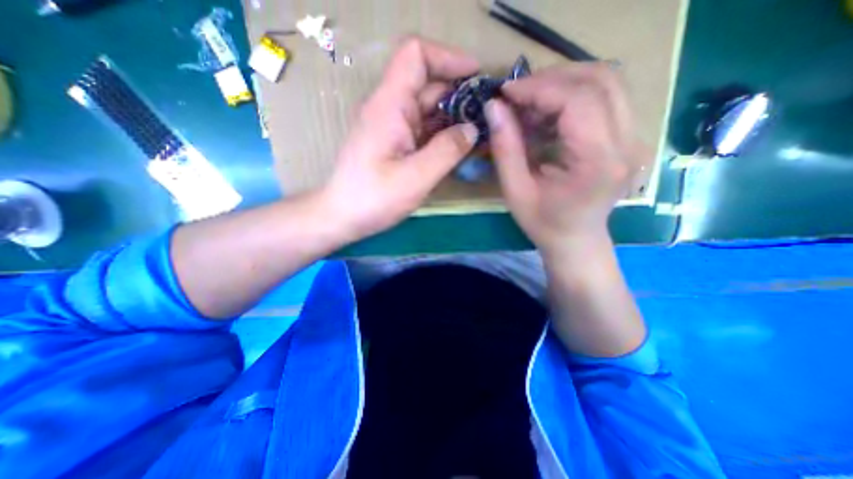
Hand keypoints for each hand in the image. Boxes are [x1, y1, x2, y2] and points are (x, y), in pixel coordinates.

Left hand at [320, 36, 477, 240]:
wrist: (343, 216)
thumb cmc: (373, 198)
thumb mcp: (415, 178)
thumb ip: (446, 151)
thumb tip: (472, 129)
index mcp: (390, 107)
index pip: (416, 56)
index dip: (448, 57)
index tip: (476, 76)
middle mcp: (391, 109)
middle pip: (428, 84)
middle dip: (460, 93)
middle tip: (488, 114)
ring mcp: (393, 127)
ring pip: (428, 109)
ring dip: (455, 116)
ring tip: (481, 131)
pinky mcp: (396, 143)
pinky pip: (424, 129)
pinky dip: (444, 133)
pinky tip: (460, 146)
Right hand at [487, 64, 646, 252]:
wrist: (576, 239)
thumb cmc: (543, 223)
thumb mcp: (515, 191)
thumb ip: (505, 148)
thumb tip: (493, 106)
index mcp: (599, 162)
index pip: (578, 101)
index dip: (539, 88)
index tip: (506, 92)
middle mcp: (627, 143)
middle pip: (600, 80)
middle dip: (552, 78)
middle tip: (517, 93)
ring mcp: (634, 137)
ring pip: (607, 81)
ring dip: (564, 81)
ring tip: (531, 98)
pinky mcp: (628, 135)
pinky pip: (606, 96)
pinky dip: (573, 93)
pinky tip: (549, 110)